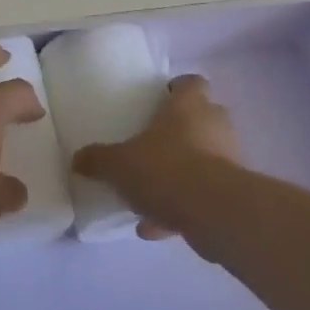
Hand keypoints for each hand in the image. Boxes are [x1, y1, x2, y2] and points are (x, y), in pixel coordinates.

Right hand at [72, 74, 242, 241]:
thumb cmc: (165, 169)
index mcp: (188, 106)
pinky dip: (183, 207)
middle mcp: (214, 125)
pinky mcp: (232, 193)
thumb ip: (98, 160)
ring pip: (203, 159)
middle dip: (181, 132)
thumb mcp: (118, 164)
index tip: (161, 100)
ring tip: (150, 193)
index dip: (179, 89)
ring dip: (181, 173)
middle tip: (154, 144)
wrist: (213, 212)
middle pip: (202, 119)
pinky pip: (203, 194)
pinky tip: (156, 227)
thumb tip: (77, 160)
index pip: (192, 83)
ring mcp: (228, 159)